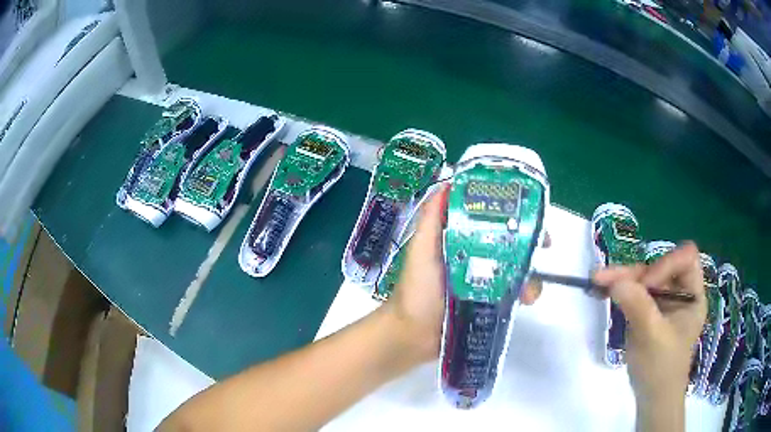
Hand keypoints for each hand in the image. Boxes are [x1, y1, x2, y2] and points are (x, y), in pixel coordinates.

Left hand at [386, 185, 543, 363]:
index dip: (513, 212)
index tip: (531, 211)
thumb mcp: (421, 250)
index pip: (492, 218)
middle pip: (511, 241)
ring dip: (531, 274)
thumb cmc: (416, 291)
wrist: (413, 336)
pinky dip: (525, 293)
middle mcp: (477, 255)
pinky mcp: (491, 302)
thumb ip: (431, 219)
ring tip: (529, 291)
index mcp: (461, 239)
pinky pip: (515, 292)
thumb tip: (448, 183)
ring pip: (518, 268)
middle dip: (531, 242)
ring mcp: (486, 280)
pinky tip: (525, 301)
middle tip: (545, 246)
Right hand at [593, 242, 706, 411]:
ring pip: (645, 279)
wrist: (652, 398)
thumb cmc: (661, 369)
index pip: (685, 259)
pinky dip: (621, 291)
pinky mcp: (649, 313)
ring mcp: (664, 303)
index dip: (666, 265)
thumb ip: (638, 307)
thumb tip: (615, 280)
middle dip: (635, 272)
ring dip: (623, 279)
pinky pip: (636, 294)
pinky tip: (603, 291)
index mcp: (693, 294)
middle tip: (605, 278)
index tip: (645, 286)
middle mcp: (680, 293)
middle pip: (660, 266)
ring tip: (597, 281)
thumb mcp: (652, 337)